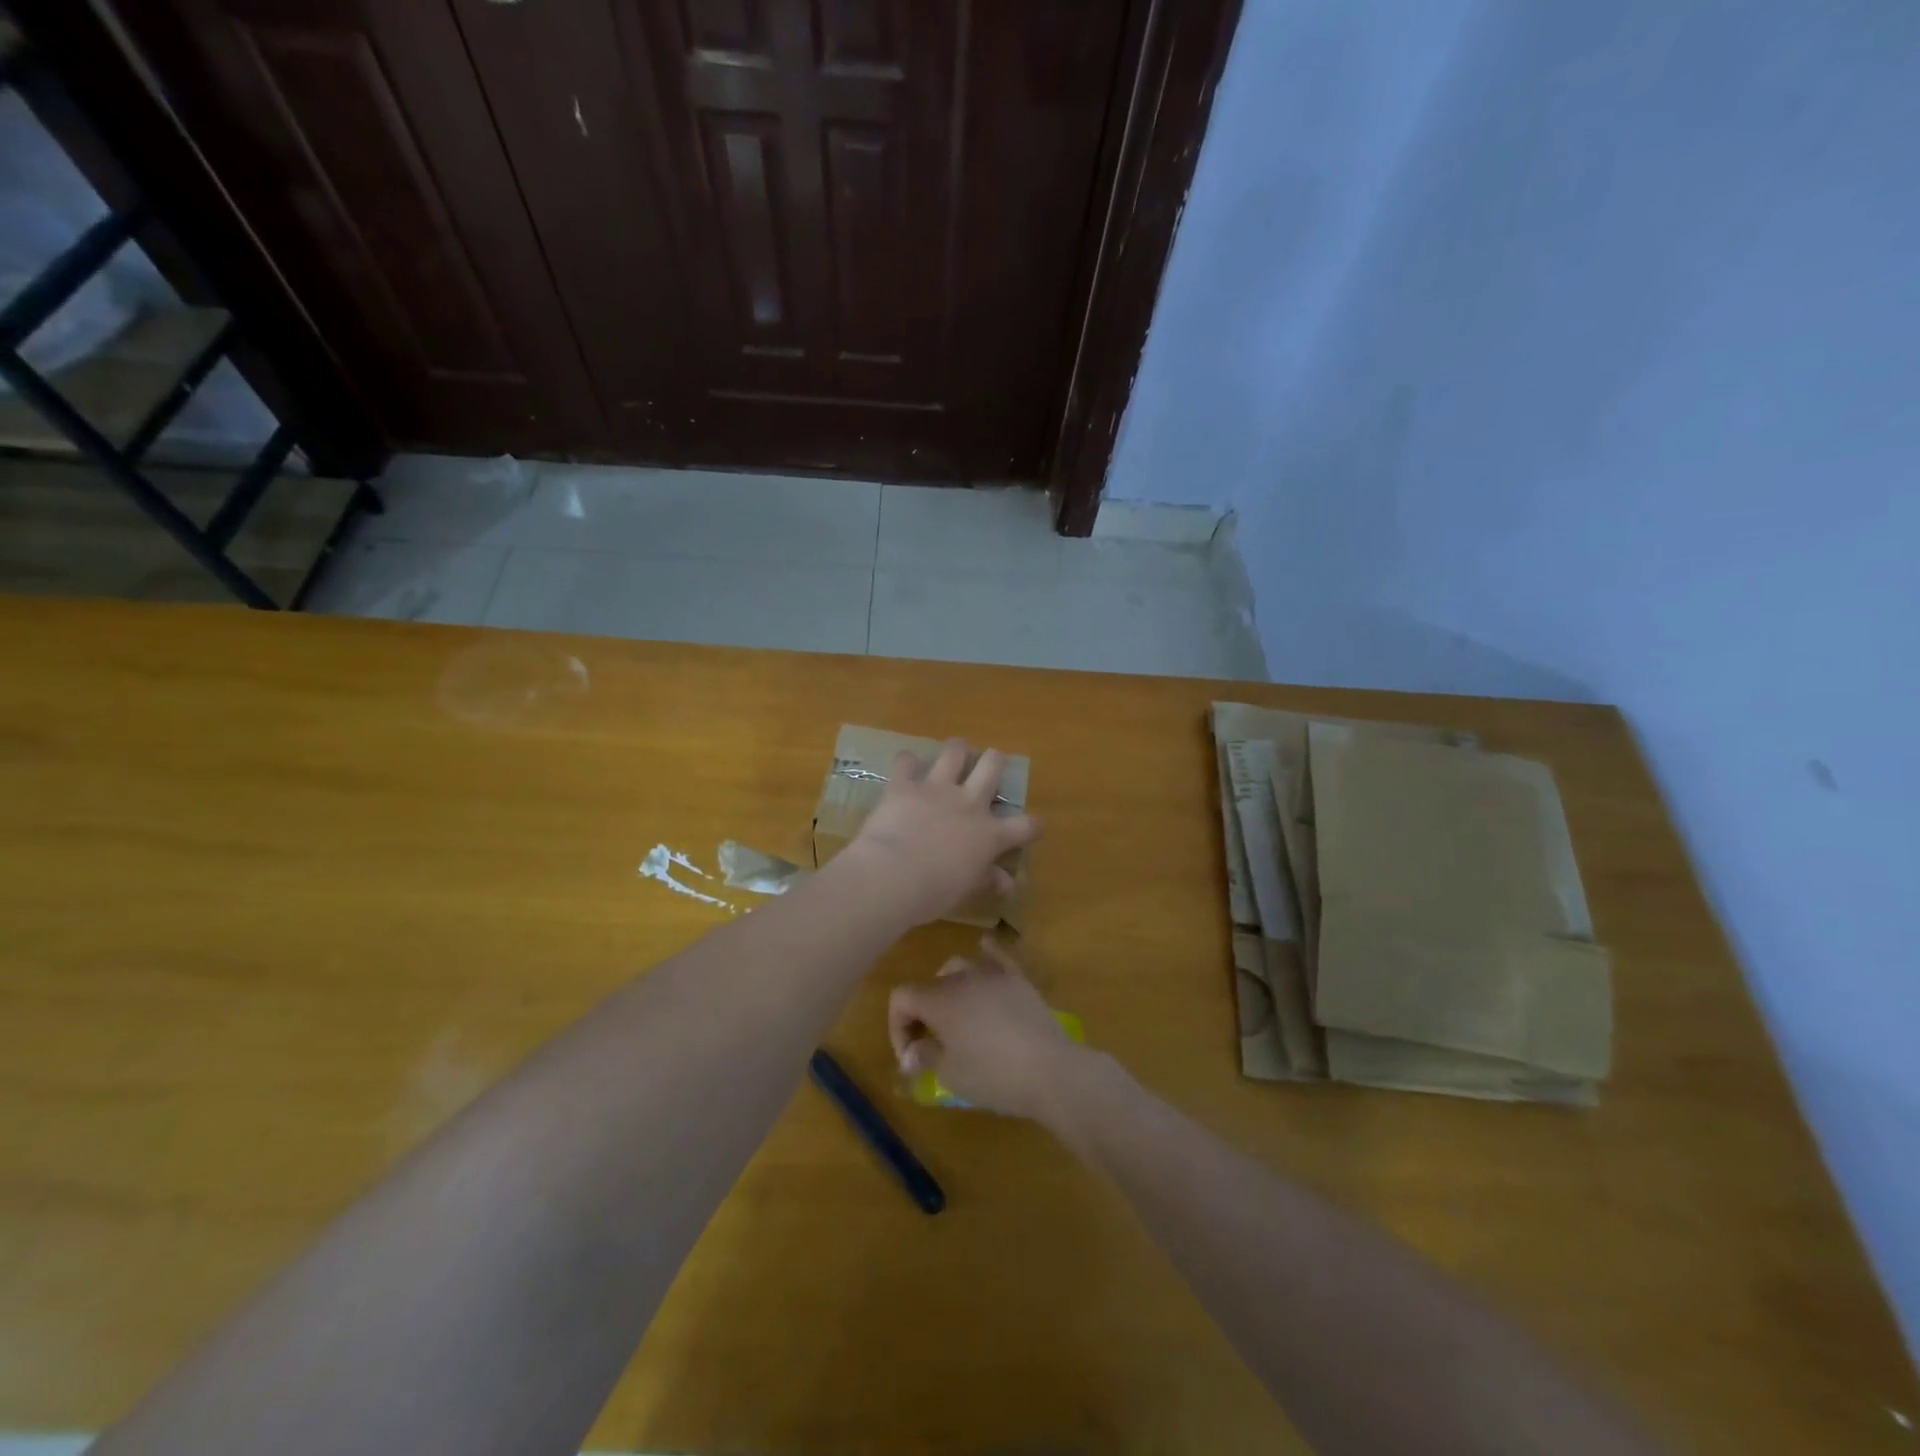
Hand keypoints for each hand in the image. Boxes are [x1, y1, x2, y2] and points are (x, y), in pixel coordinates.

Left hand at [840, 740, 1039, 925]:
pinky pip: (906, 762)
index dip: (1032, 825)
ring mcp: (936, 789)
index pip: (1024, 826)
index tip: (1032, 828)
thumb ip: (987, 880)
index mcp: (989, 834)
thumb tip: (1007, 883)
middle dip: (995, 761)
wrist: (894, 874)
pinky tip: (906, 766)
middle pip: (992, 767)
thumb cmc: (935, 891)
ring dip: (957, 750)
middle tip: (990, 763)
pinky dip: (907, 762)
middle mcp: (968, 803)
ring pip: (955, 752)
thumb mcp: (966, 889)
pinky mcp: (904, 785)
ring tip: (955, 753)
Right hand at [887, 938, 1088, 1118]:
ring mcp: (992, 973)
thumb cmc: (993, 1076)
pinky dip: (985, 955)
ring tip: (957, 1015)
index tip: (912, 1057)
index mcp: (938, 999)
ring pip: (959, 966)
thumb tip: (914, 1051)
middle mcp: (961, 977)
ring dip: (950, 988)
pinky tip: (984, 955)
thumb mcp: (949, 1075)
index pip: (901, 998)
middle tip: (932, 1042)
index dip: (897, 1026)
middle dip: (923, 1011)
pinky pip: (996, 955)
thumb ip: (925, 1056)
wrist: (1050, 1070)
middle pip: (930, 984)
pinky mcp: (1018, 978)